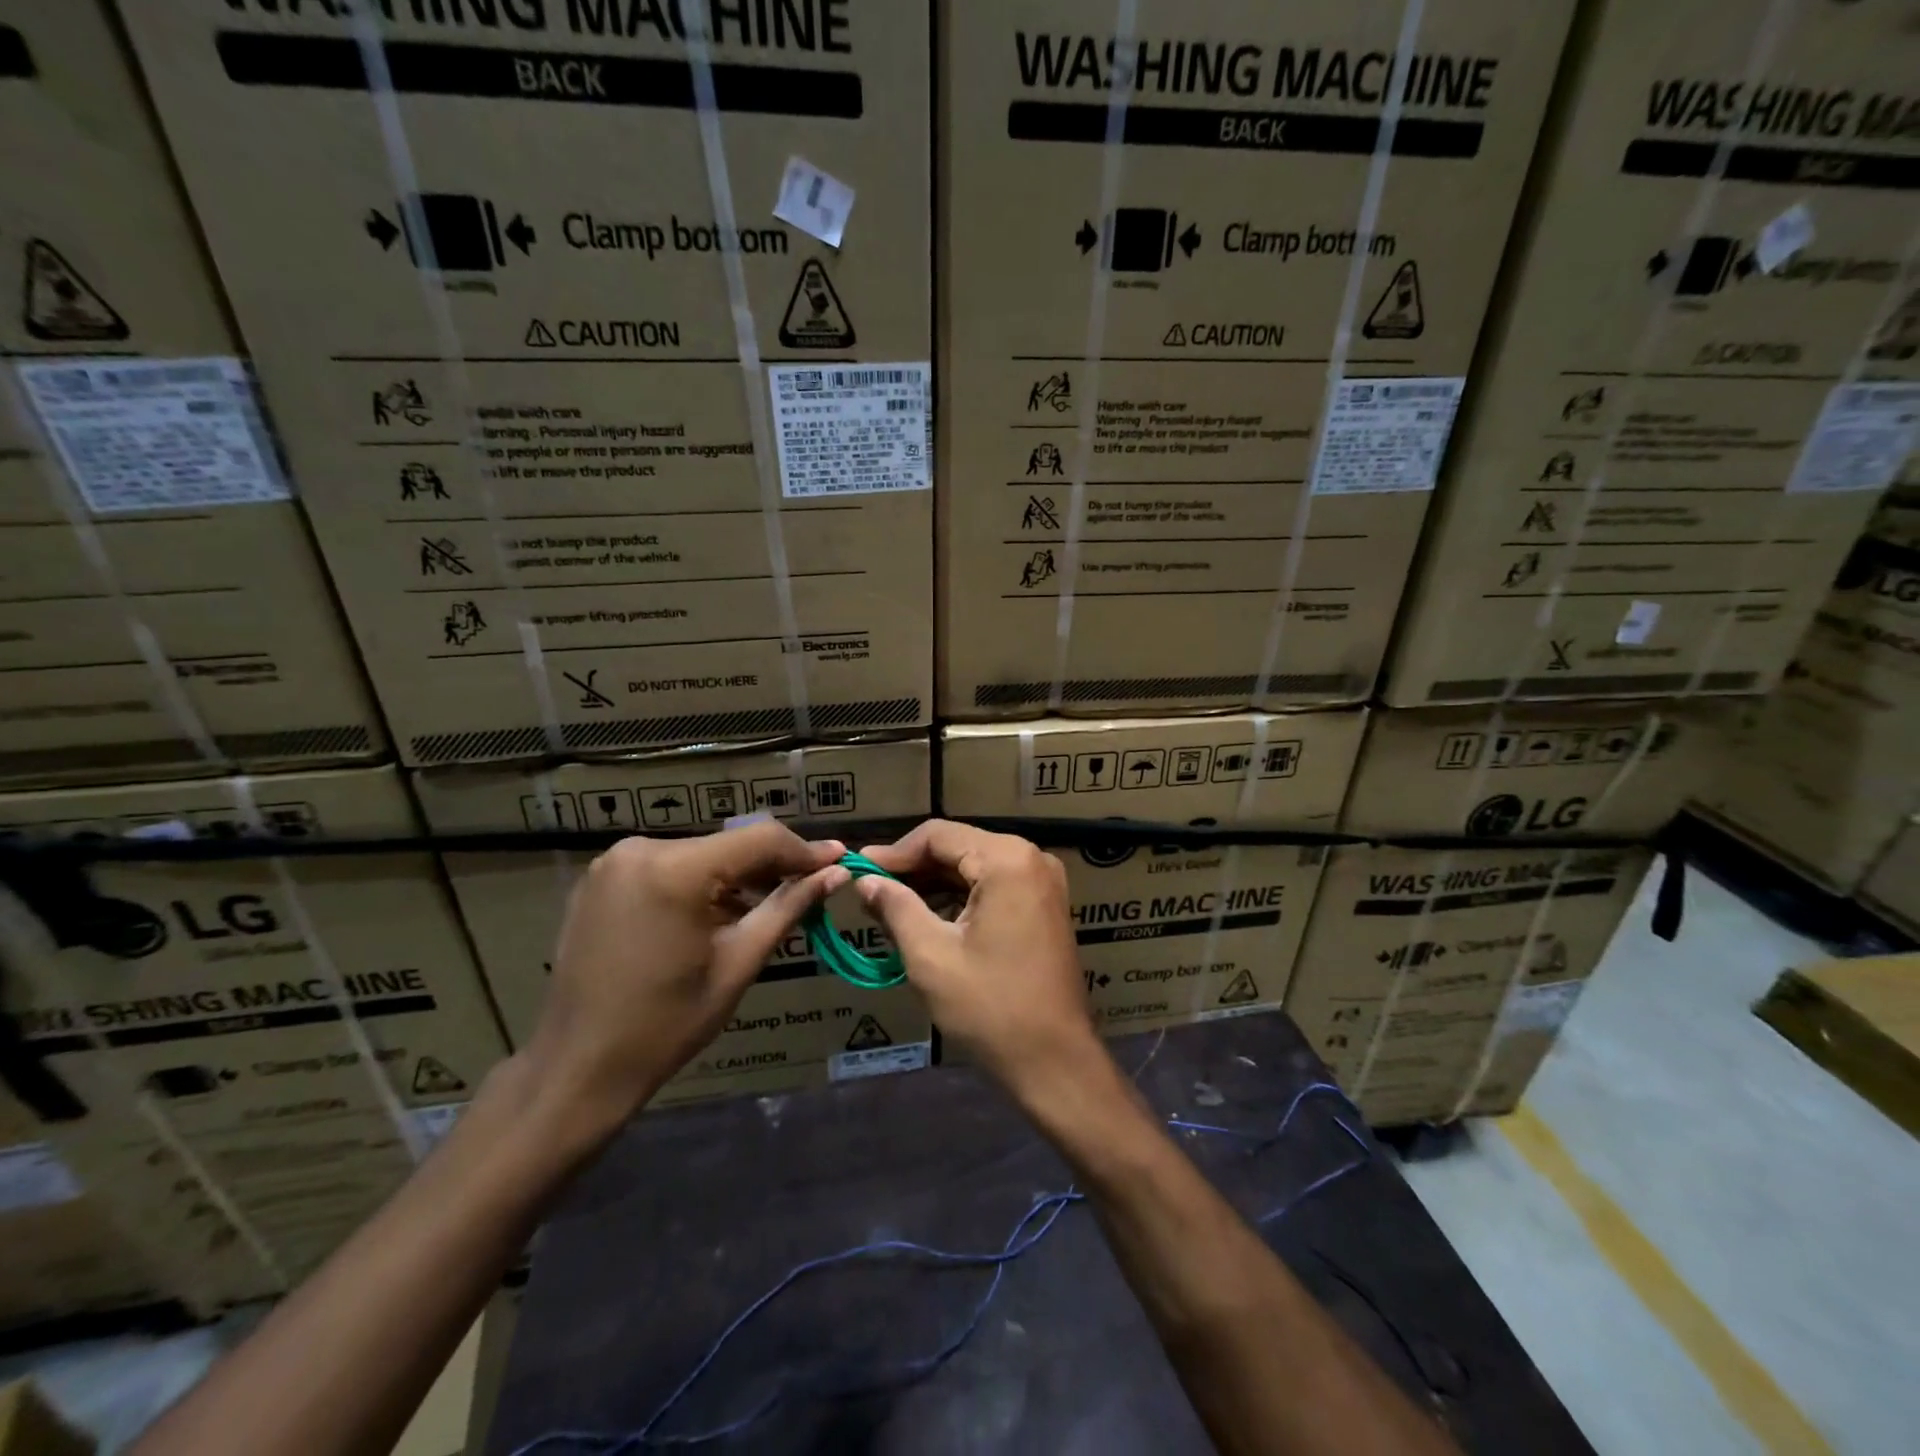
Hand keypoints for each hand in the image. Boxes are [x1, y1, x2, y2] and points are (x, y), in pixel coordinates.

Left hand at [524, 820, 848, 1132]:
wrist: (577, 1068)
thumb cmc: (666, 1024)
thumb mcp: (739, 963)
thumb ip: (789, 907)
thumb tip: (837, 872)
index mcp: (675, 869)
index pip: (760, 839)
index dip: (804, 851)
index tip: (840, 862)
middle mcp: (640, 849)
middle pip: (728, 845)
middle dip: (771, 866)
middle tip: (810, 890)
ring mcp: (613, 862)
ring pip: (700, 855)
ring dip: (736, 877)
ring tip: (767, 908)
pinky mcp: (600, 879)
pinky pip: (667, 867)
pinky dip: (699, 885)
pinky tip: (717, 916)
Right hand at [856, 820, 1098, 1100]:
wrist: (1055, 1061)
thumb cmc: (990, 1007)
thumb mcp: (931, 956)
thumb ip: (896, 907)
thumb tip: (866, 880)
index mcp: (1007, 859)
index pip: (938, 835)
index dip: (894, 852)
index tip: (859, 871)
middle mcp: (1031, 858)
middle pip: (958, 846)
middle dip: (913, 868)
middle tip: (870, 890)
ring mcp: (1043, 881)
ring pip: (974, 866)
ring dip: (934, 883)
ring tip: (890, 905)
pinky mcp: (1045, 905)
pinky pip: (994, 885)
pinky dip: (960, 897)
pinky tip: (928, 915)